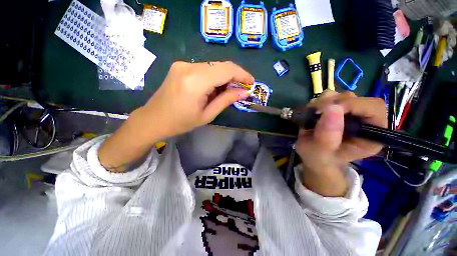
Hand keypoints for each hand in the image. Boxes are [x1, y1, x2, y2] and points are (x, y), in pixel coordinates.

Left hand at [98, 61, 253, 171]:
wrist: (153, 119)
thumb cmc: (181, 122)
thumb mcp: (207, 115)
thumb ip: (226, 100)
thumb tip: (244, 92)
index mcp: (196, 81)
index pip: (226, 70)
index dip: (242, 74)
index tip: (251, 82)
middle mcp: (189, 67)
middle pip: (221, 65)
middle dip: (234, 76)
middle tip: (241, 89)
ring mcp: (183, 64)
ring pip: (213, 66)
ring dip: (224, 78)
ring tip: (227, 92)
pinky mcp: (180, 66)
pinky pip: (204, 68)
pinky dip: (214, 77)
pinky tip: (214, 89)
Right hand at [295, 91, 386, 195]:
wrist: (312, 155)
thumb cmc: (319, 158)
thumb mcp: (321, 153)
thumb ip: (327, 136)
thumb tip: (332, 108)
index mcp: (371, 134)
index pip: (374, 108)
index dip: (353, 105)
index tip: (328, 111)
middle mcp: (363, 120)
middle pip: (356, 98)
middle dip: (332, 103)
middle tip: (316, 114)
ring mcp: (349, 112)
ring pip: (340, 95)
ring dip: (322, 103)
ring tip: (313, 117)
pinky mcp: (336, 108)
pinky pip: (328, 96)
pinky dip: (316, 103)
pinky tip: (312, 114)